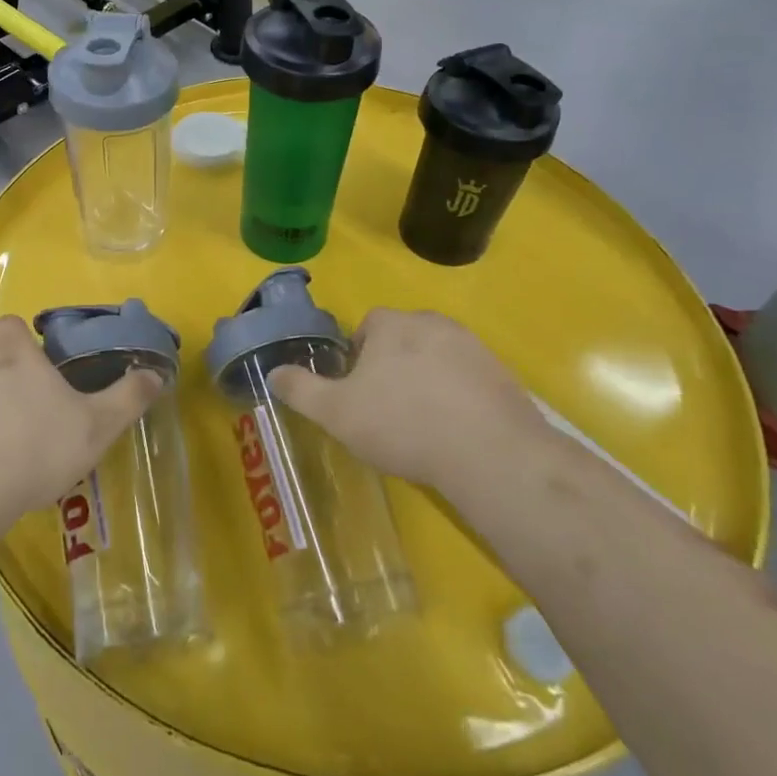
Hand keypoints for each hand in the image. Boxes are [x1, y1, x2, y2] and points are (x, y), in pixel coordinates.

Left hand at [0, 315, 160, 528]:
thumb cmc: (36, 447)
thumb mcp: (97, 425)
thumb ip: (127, 398)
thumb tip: (155, 374)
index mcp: (15, 355)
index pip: (11, 324)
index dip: (21, 338)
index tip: (37, 361)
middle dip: (7, 378)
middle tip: (32, 412)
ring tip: (8, 446)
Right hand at [269, 307, 545, 494]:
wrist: (489, 453)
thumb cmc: (402, 424)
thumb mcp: (336, 412)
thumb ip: (301, 389)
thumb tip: (273, 372)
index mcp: (392, 324)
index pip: (367, 327)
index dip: (357, 358)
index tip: (358, 393)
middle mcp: (433, 323)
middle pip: (403, 340)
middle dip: (393, 368)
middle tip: (387, 411)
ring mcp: (473, 347)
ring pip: (437, 359)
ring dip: (428, 382)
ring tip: (423, 426)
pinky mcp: (503, 375)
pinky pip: (470, 381)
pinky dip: (459, 399)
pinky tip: (456, 434)